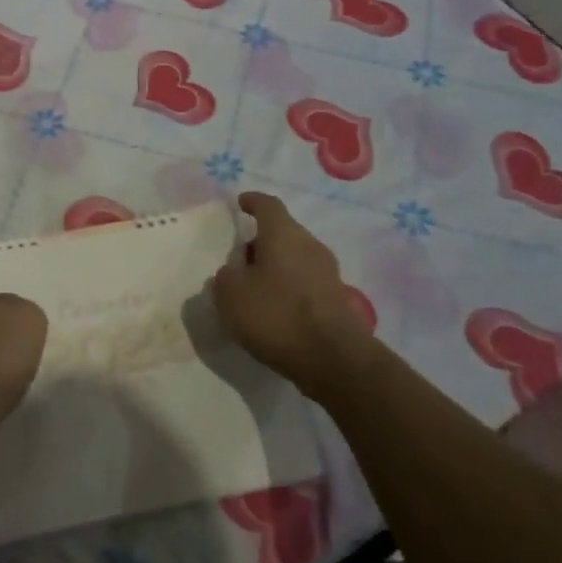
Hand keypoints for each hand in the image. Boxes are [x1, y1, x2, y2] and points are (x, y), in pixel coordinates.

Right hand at [212, 192, 373, 398]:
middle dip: (260, 241)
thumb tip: (232, 273)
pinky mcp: (336, 300)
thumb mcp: (231, 295)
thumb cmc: (277, 315)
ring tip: (252, 289)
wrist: (335, 360)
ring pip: (295, 258)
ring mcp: (328, 273)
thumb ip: (225, 278)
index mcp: (283, 234)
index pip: (268, 205)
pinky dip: (287, 288)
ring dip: (274, 267)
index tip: (240, 203)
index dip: (252, 201)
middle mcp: (310, 245)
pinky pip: (305, 283)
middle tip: (238, 258)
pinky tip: (273, 310)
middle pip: (283, 233)